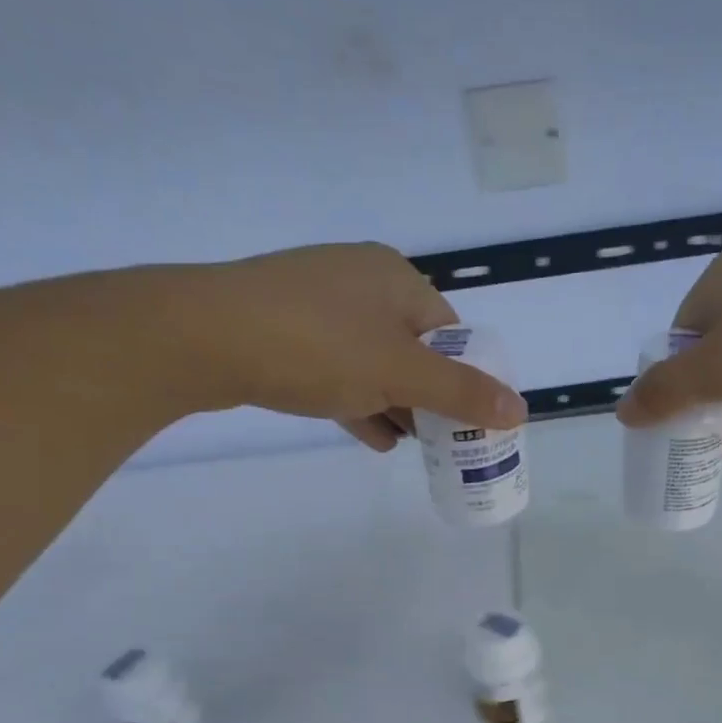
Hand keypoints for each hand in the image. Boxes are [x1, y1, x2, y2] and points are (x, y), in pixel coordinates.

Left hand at [182, 242, 526, 449]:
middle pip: (413, 347)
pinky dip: (358, 400)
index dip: (465, 377)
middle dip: (428, 396)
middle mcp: (360, 280)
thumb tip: (521, 410)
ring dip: (394, 403)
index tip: (467, 419)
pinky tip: (371, 436)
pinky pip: (336, 366)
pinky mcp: (282, 327)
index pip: (450, 332)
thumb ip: (461, 393)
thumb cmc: (317, 346)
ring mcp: (317, 302)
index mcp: (396, 278)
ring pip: (373, 360)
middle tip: (440, 438)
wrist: (200, 336)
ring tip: (410, 444)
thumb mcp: (399, 374)